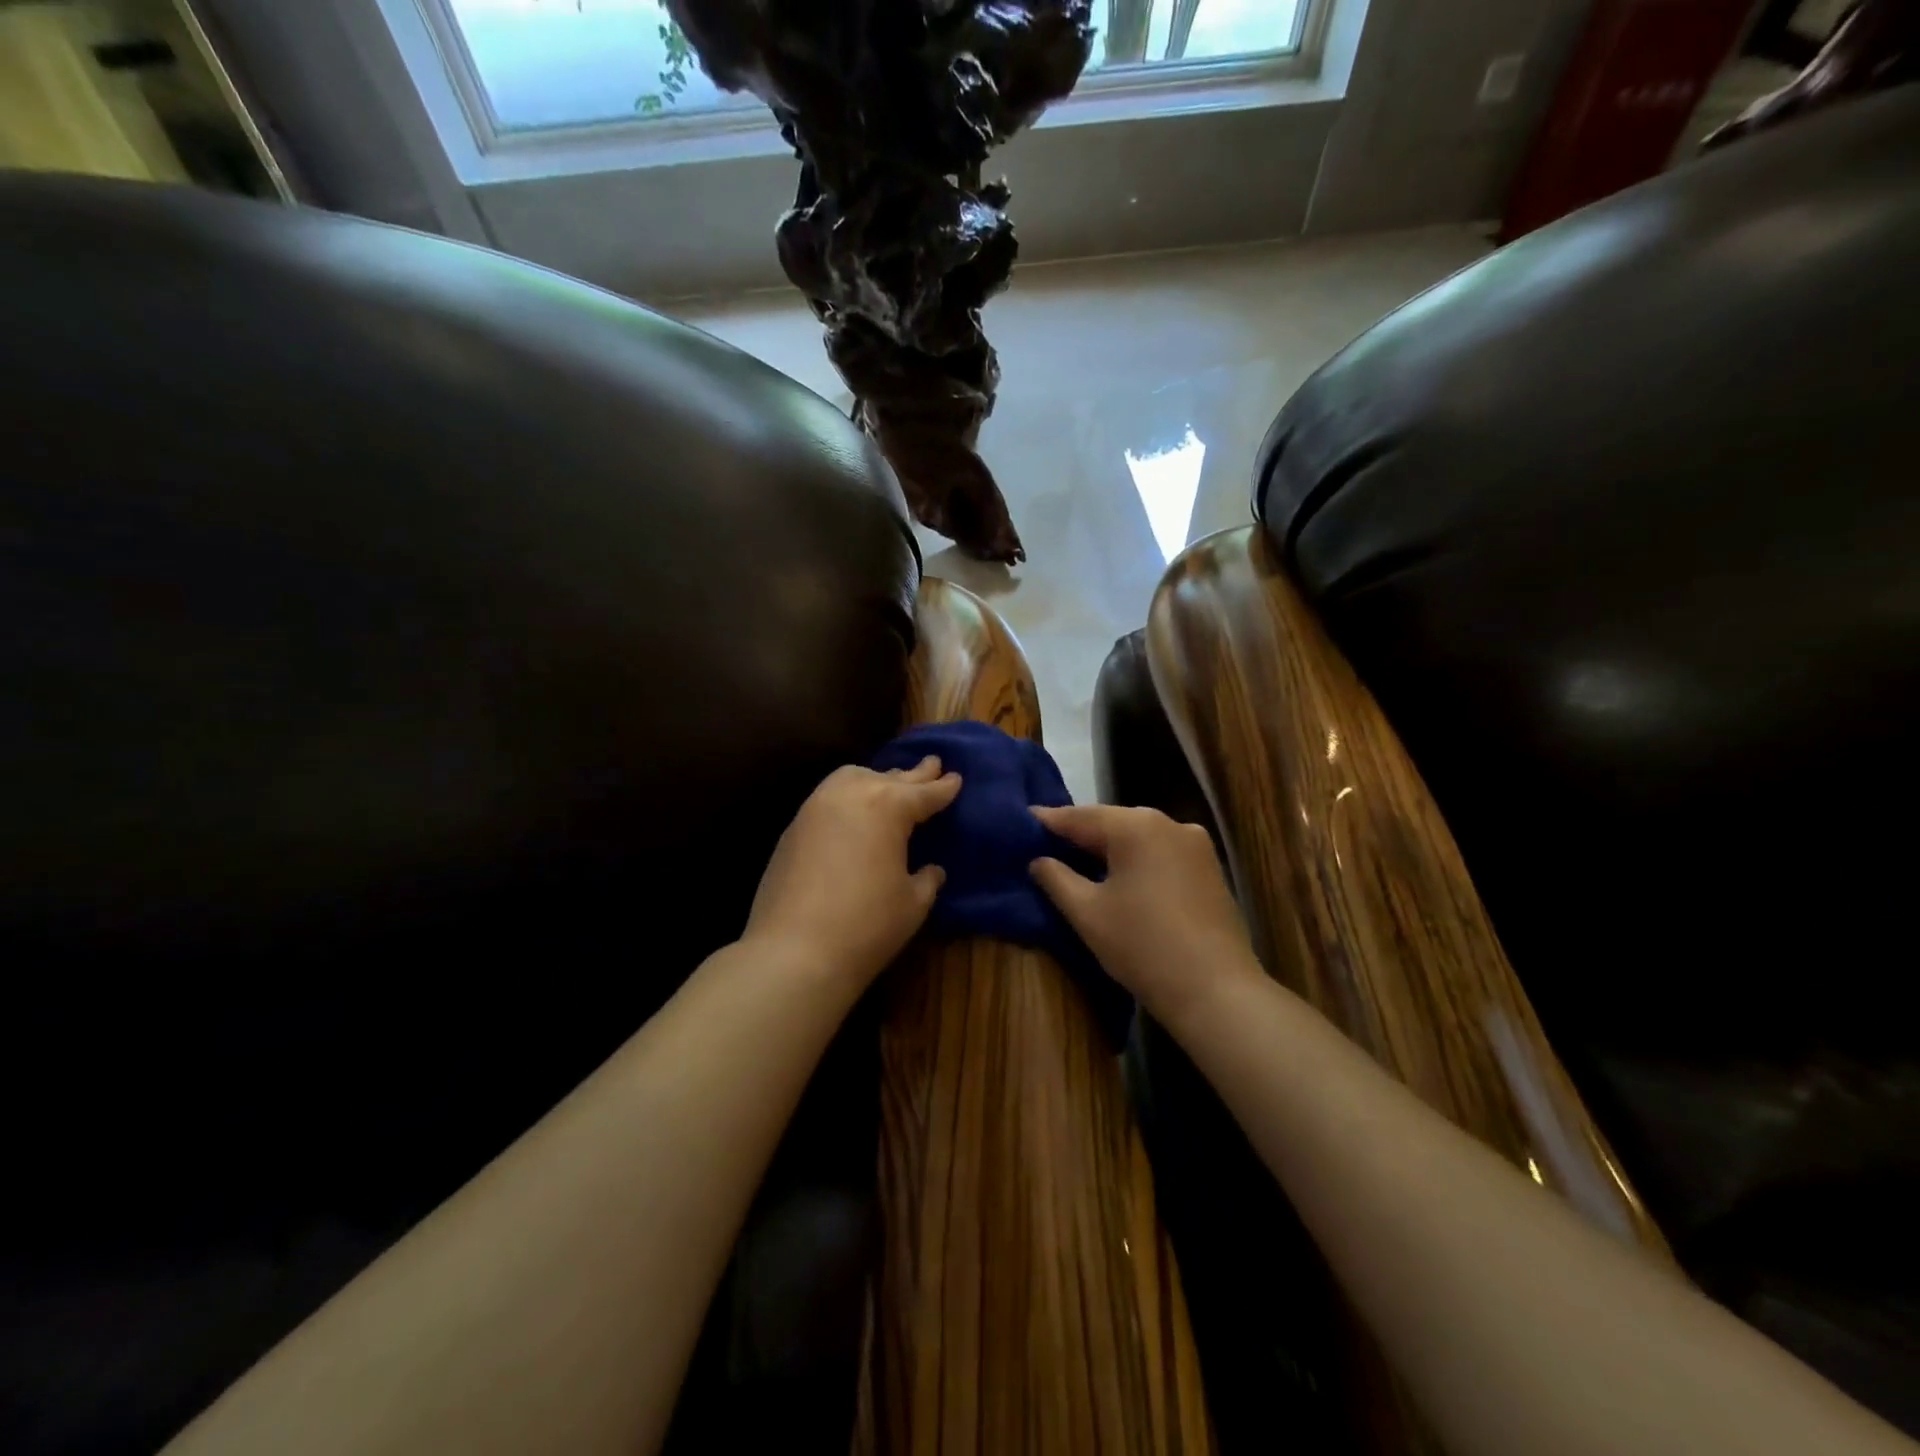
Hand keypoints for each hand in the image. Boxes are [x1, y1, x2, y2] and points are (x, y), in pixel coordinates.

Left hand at [744, 756, 962, 987]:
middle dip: (913, 775)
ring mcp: (816, 808)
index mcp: (888, 807)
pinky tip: (853, 812)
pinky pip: (828, 798)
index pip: (924, 793)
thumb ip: (926, 879)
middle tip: (931, 765)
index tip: (955, 778)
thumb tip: (931, 869)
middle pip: (889, 778)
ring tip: (889, 783)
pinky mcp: (793, 828)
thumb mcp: (912, 903)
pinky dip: (848, 797)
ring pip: (852, 779)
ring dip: (875, 779)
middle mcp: (851, 795)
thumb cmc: (867, 925)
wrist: (794, 952)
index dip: (943, 787)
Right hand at [1029, 805, 1260, 1022]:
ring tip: (1078, 861)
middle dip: (1080, 834)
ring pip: (1139, 837)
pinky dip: (1137, 860)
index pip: (1080, 817)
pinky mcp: (1210, 868)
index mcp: (1136, 826)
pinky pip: (1161, 853)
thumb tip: (1038, 860)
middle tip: (1046, 844)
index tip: (1023, 821)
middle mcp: (1169, 823)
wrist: (1216, 991)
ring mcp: (1195, 845)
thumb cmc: (1142, 947)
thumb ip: (1056, 878)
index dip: (1048, 821)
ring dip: (1109, 848)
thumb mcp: (1087, 913)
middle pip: (1112, 822)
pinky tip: (1121, 877)